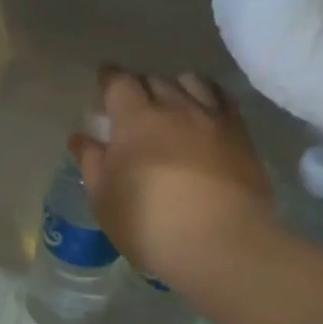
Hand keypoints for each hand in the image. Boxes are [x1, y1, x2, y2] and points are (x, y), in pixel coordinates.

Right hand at [70, 68, 274, 290]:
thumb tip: (81, 138)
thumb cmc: (149, 224)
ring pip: (191, 82)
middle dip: (140, 87)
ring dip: (176, 87)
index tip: (104, 82)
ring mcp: (212, 118)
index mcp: (136, 119)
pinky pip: (224, 100)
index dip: (109, 79)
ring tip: (172, 103)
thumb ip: (92, 163)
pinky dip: (209, 97)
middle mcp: (175, 107)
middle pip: (154, 80)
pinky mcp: (241, 134)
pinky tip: (205, 111)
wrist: (221, 243)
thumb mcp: (105, 199)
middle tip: (134, 105)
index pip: (119, 83)